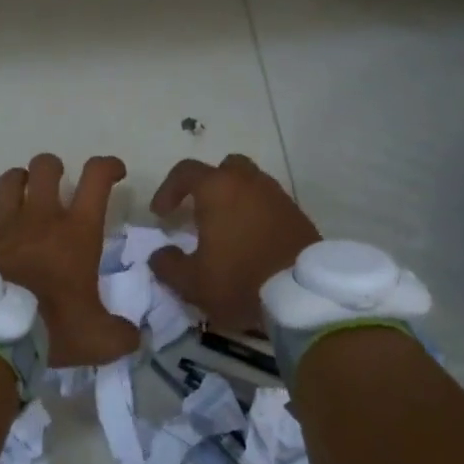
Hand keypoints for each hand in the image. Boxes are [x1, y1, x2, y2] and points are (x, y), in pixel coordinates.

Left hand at [0, 153, 140, 366]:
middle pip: (46, 166)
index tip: (114, 174)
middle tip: (58, 188)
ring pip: (11, 178)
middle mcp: (41, 216)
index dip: (108, 166)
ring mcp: (4, 223)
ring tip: (25, 199)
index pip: (96, 177)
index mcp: (77, 232)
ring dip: (21, 183)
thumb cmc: (51, 328)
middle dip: (54, 169)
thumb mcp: (99, 340)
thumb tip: (133, 337)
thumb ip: (120, 335)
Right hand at [147, 154, 320, 332]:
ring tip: (226, 230)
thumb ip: (168, 264)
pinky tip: (251, 242)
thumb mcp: (192, 281)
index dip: (168, 189)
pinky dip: (257, 215)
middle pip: (225, 168)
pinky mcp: (298, 215)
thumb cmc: (239, 280)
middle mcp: (249, 183)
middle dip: (209, 185)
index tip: (160, 215)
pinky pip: (270, 205)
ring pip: (251, 184)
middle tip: (199, 212)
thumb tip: (160, 254)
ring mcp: (278, 196)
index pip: (185, 172)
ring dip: (236, 200)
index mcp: (218, 189)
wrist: (303, 295)